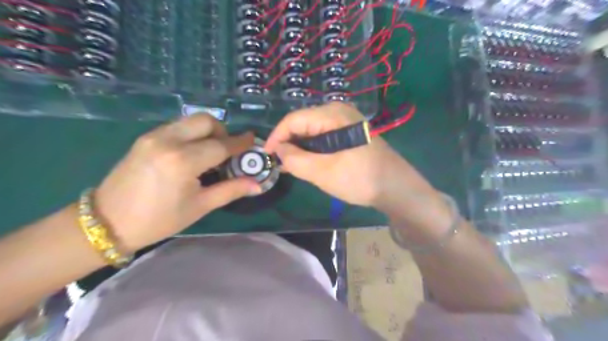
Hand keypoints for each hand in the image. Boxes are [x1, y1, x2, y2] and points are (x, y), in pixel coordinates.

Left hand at [93, 115, 259, 252]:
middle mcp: (168, 141)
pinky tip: (191, 153)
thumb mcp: (200, 206)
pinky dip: (191, 134)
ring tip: (209, 152)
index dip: (240, 143)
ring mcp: (154, 136)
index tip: (253, 141)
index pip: (221, 145)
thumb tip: (258, 185)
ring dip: (207, 131)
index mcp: (183, 161)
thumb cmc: (159, 219)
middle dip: (222, 132)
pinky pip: (177, 126)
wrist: (107, 222)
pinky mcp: (145, 137)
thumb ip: (231, 190)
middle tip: (227, 151)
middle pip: (206, 120)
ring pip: (190, 120)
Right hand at [266, 101, 431, 209]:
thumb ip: (295, 160)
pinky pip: (324, 137)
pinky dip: (313, 149)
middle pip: (303, 123)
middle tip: (278, 163)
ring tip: (289, 166)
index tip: (266, 155)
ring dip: (300, 148)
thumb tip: (278, 151)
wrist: (396, 188)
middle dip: (288, 143)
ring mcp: (347, 122)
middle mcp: (339, 112)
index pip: (294, 119)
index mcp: (332, 114)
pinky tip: (307, 162)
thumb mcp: (322, 171)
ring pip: (313, 131)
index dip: (277, 136)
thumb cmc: (360, 178)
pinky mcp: (350, 134)